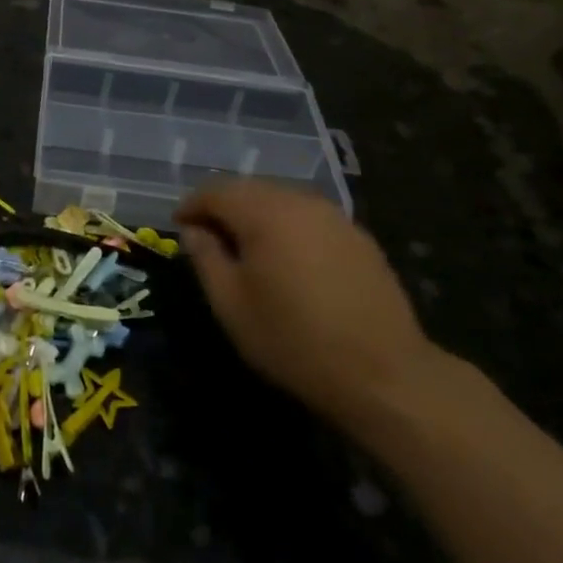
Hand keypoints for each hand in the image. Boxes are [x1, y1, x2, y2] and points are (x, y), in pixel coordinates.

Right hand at [176, 182, 447, 425]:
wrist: (383, 373)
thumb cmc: (293, 340)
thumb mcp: (232, 305)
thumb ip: (207, 259)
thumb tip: (194, 231)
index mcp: (265, 212)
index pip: (216, 190)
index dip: (191, 205)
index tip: (178, 227)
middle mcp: (300, 201)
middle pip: (250, 189)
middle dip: (223, 207)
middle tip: (207, 238)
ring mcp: (334, 216)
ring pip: (281, 200)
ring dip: (255, 216)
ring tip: (245, 250)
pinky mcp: (358, 236)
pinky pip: (308, 218)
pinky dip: (287, 228)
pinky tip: (287, 261)